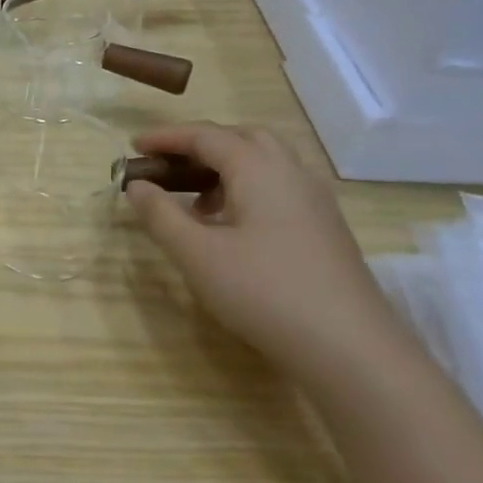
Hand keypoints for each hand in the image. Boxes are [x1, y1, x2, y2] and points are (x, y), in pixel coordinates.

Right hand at [124, 122, 413, 371]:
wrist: (348, 346)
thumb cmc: (263, 291)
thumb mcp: (197, 255)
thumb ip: (161, 216)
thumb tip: (136, 186)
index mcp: (259, 169)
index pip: (206, 136)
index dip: (167, 137)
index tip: (134, 146)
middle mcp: (292, 173)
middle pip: (243, 138)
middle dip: (201, 144)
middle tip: (168, 165)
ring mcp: (315, 201)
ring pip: (266, 163)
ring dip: (226, 168)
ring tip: (194, 201)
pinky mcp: (325, 229)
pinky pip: (280, 189)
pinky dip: (247, 190)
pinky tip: (232, 228)